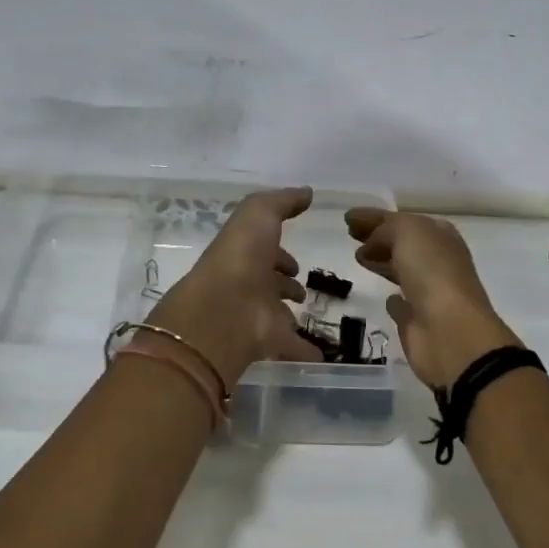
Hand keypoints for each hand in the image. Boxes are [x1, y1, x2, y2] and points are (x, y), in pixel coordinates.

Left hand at [146, 188, 322, 386]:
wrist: (225, 309)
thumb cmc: (242, 256)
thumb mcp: (259, 214)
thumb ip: (283, 201)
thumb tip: (307, 192)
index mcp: (246, 254)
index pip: (264, 251)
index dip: (280, 253)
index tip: (296, 261)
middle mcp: (249, 284)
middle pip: (270, 283)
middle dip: (284, 283)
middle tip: (300, 288)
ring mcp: (257, 315)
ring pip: (277, 314)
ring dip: (289, 313)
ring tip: (309, 312)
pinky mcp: (270, 341)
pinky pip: (293, 346)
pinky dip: (306, 350)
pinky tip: (322, 355)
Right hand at [345, 208, 519, 388]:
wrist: (450, 331)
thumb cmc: (433, 273)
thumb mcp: (408, 233)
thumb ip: (386, 229)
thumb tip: (370, 244)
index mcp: (440, 236)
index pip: (404, 220)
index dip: (376, 218)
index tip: (348, 218)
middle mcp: (438, 262)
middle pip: (403, 244)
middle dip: (378, 238)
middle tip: (352, 236)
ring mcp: (429, 292)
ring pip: (401, 270)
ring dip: (382, 262)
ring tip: (358, 258)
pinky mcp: (418, 321)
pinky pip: (402, 305)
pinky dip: (393, 299)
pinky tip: (384, 296)